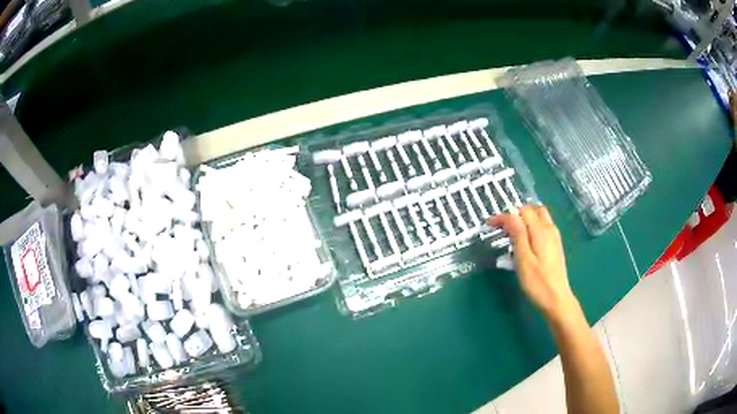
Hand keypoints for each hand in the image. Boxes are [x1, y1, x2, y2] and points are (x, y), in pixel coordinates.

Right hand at [487, 205, 577, 320]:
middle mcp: (549, 228)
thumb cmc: (537, 282)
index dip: (504, 215)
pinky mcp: (555, 245)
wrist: (556, 299)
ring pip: (539, 217)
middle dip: (516, 213)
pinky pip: (543, 227)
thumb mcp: (523, 258)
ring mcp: (554, 237)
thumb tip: (510, 214)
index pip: (520, 212)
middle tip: (502, 227)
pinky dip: (531, 227)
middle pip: (532, 210)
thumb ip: (518, 234)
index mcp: (540, 230)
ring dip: (524, 219)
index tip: (489, 224)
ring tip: (511, 233)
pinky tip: (524, 242)